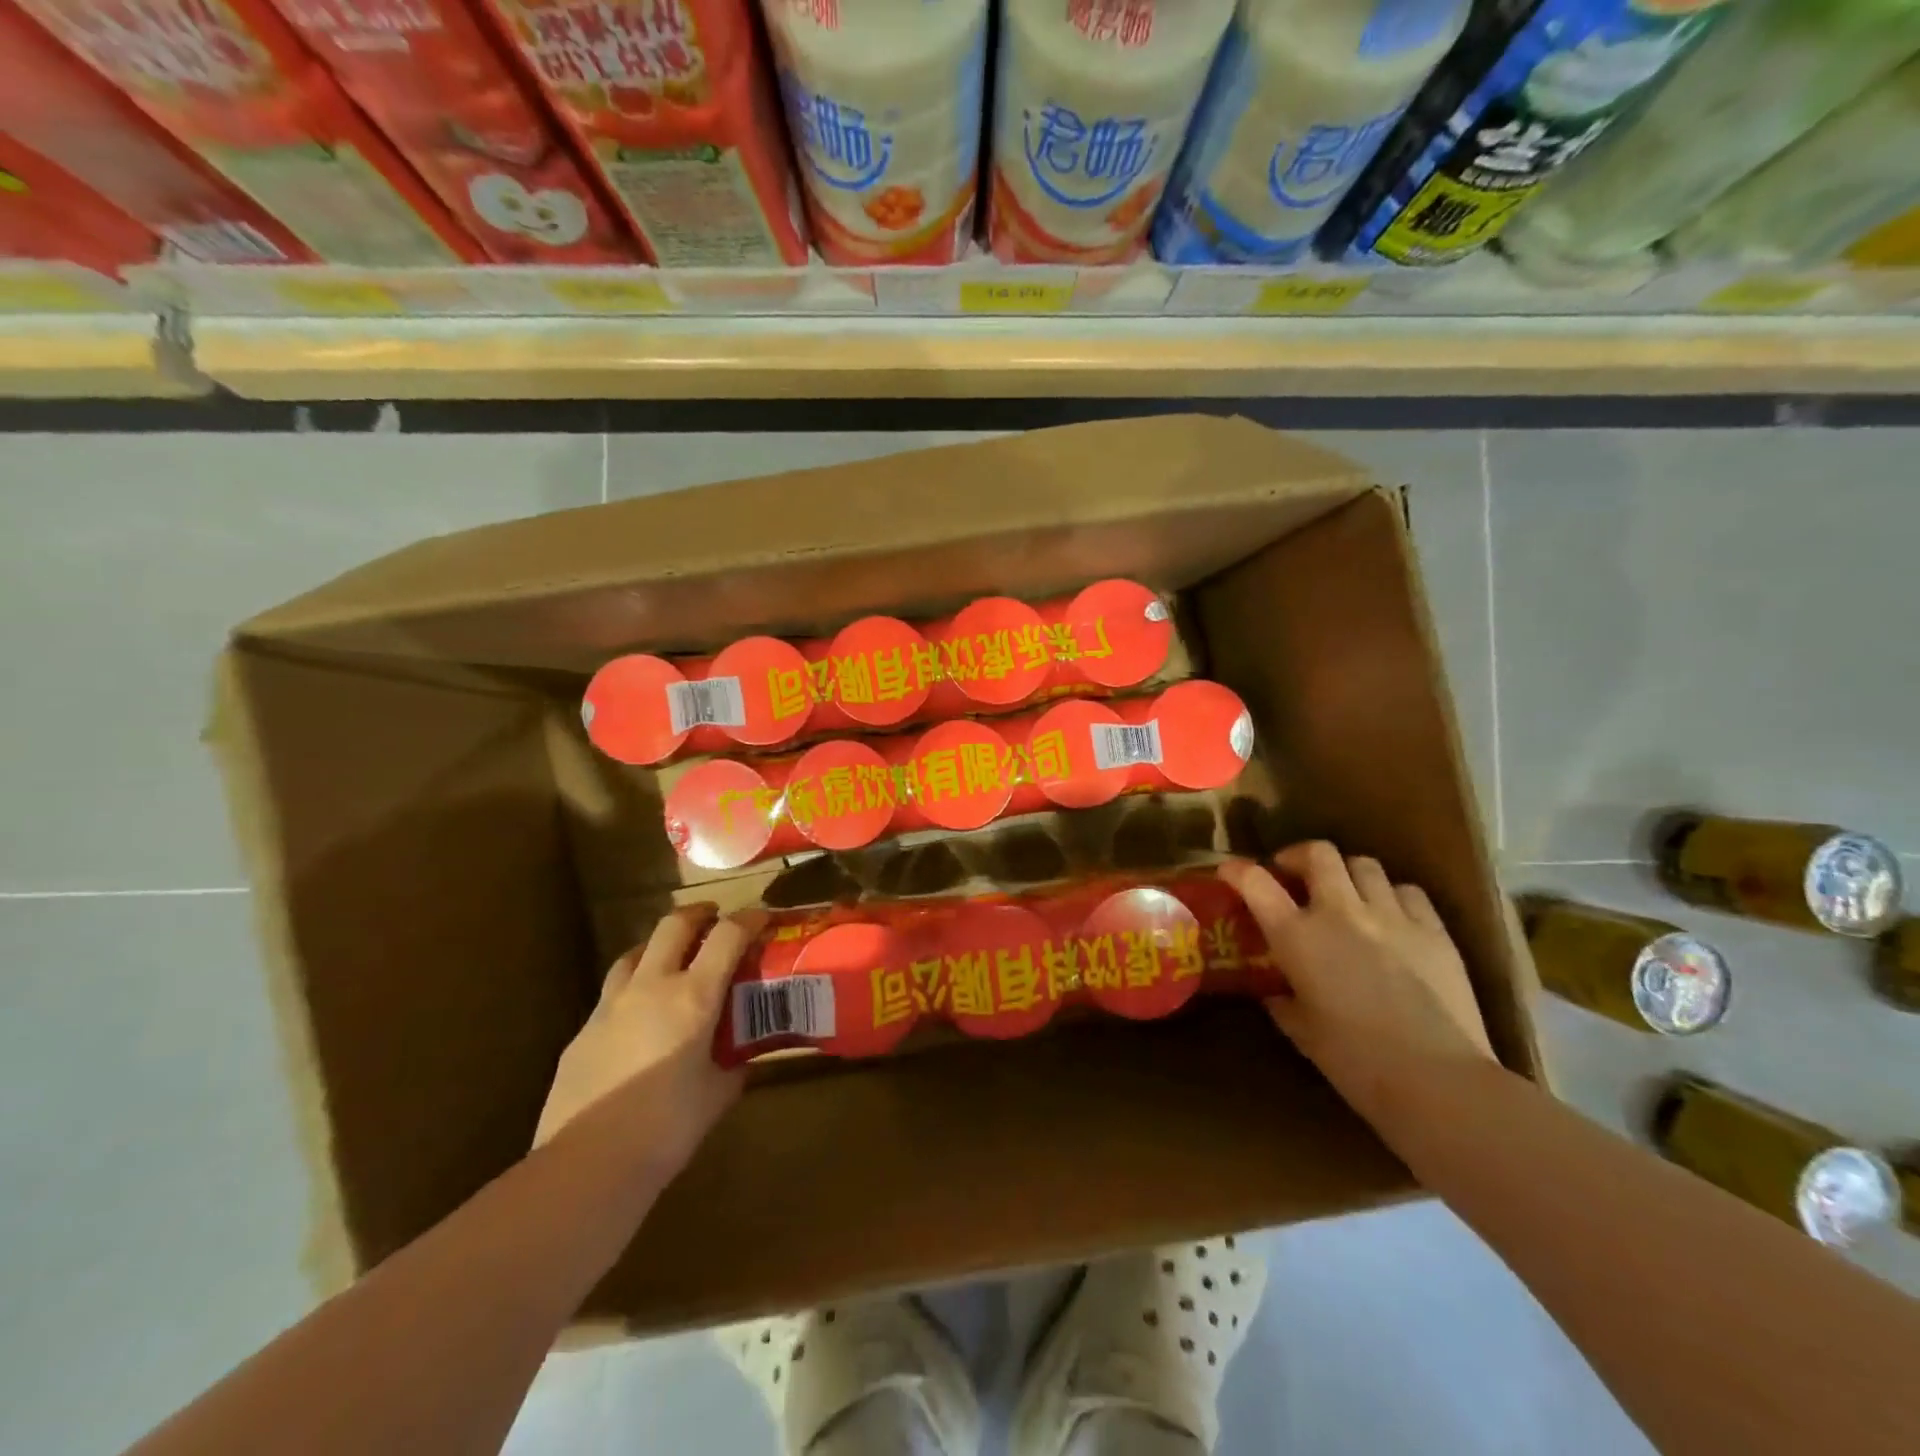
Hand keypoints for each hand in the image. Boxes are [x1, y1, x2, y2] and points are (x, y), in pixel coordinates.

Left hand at [532, 905, 762, 1173]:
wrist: (587, 1165)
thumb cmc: (666, 1128)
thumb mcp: (717, 1095)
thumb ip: (733, 1067)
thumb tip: (743, 1059)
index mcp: (692, 997)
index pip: (727, 936)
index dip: (748, 919)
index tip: (763, 916)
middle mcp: (651, 987)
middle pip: (673, 926)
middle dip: (698, 914)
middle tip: (714, 918)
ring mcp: (610, 1007)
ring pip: (634, 953)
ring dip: (658, 945)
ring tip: (672, 958)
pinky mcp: (582, 1032)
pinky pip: (611, 994)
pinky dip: (632, 988)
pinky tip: (638, 1016)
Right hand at [1220, 843, 1492, 1122]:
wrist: (1436, 1080)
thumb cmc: (1354, 1061)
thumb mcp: (1301, 1031)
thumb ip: (1282, 1001)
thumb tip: (1275, 992)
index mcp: (1297, 936)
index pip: (1256, 882)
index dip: (1238, 870)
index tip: (1230, 870)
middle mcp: (1340, 912)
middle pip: (1318, 853)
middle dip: (1300, 856)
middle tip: (1295, 875)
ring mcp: (1390, 916)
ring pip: (1364, 865)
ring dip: (1347, 874)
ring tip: (1347, 895)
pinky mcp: (1434, 929)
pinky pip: (1407, 891)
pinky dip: (1391, 895)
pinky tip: (1391, 917)